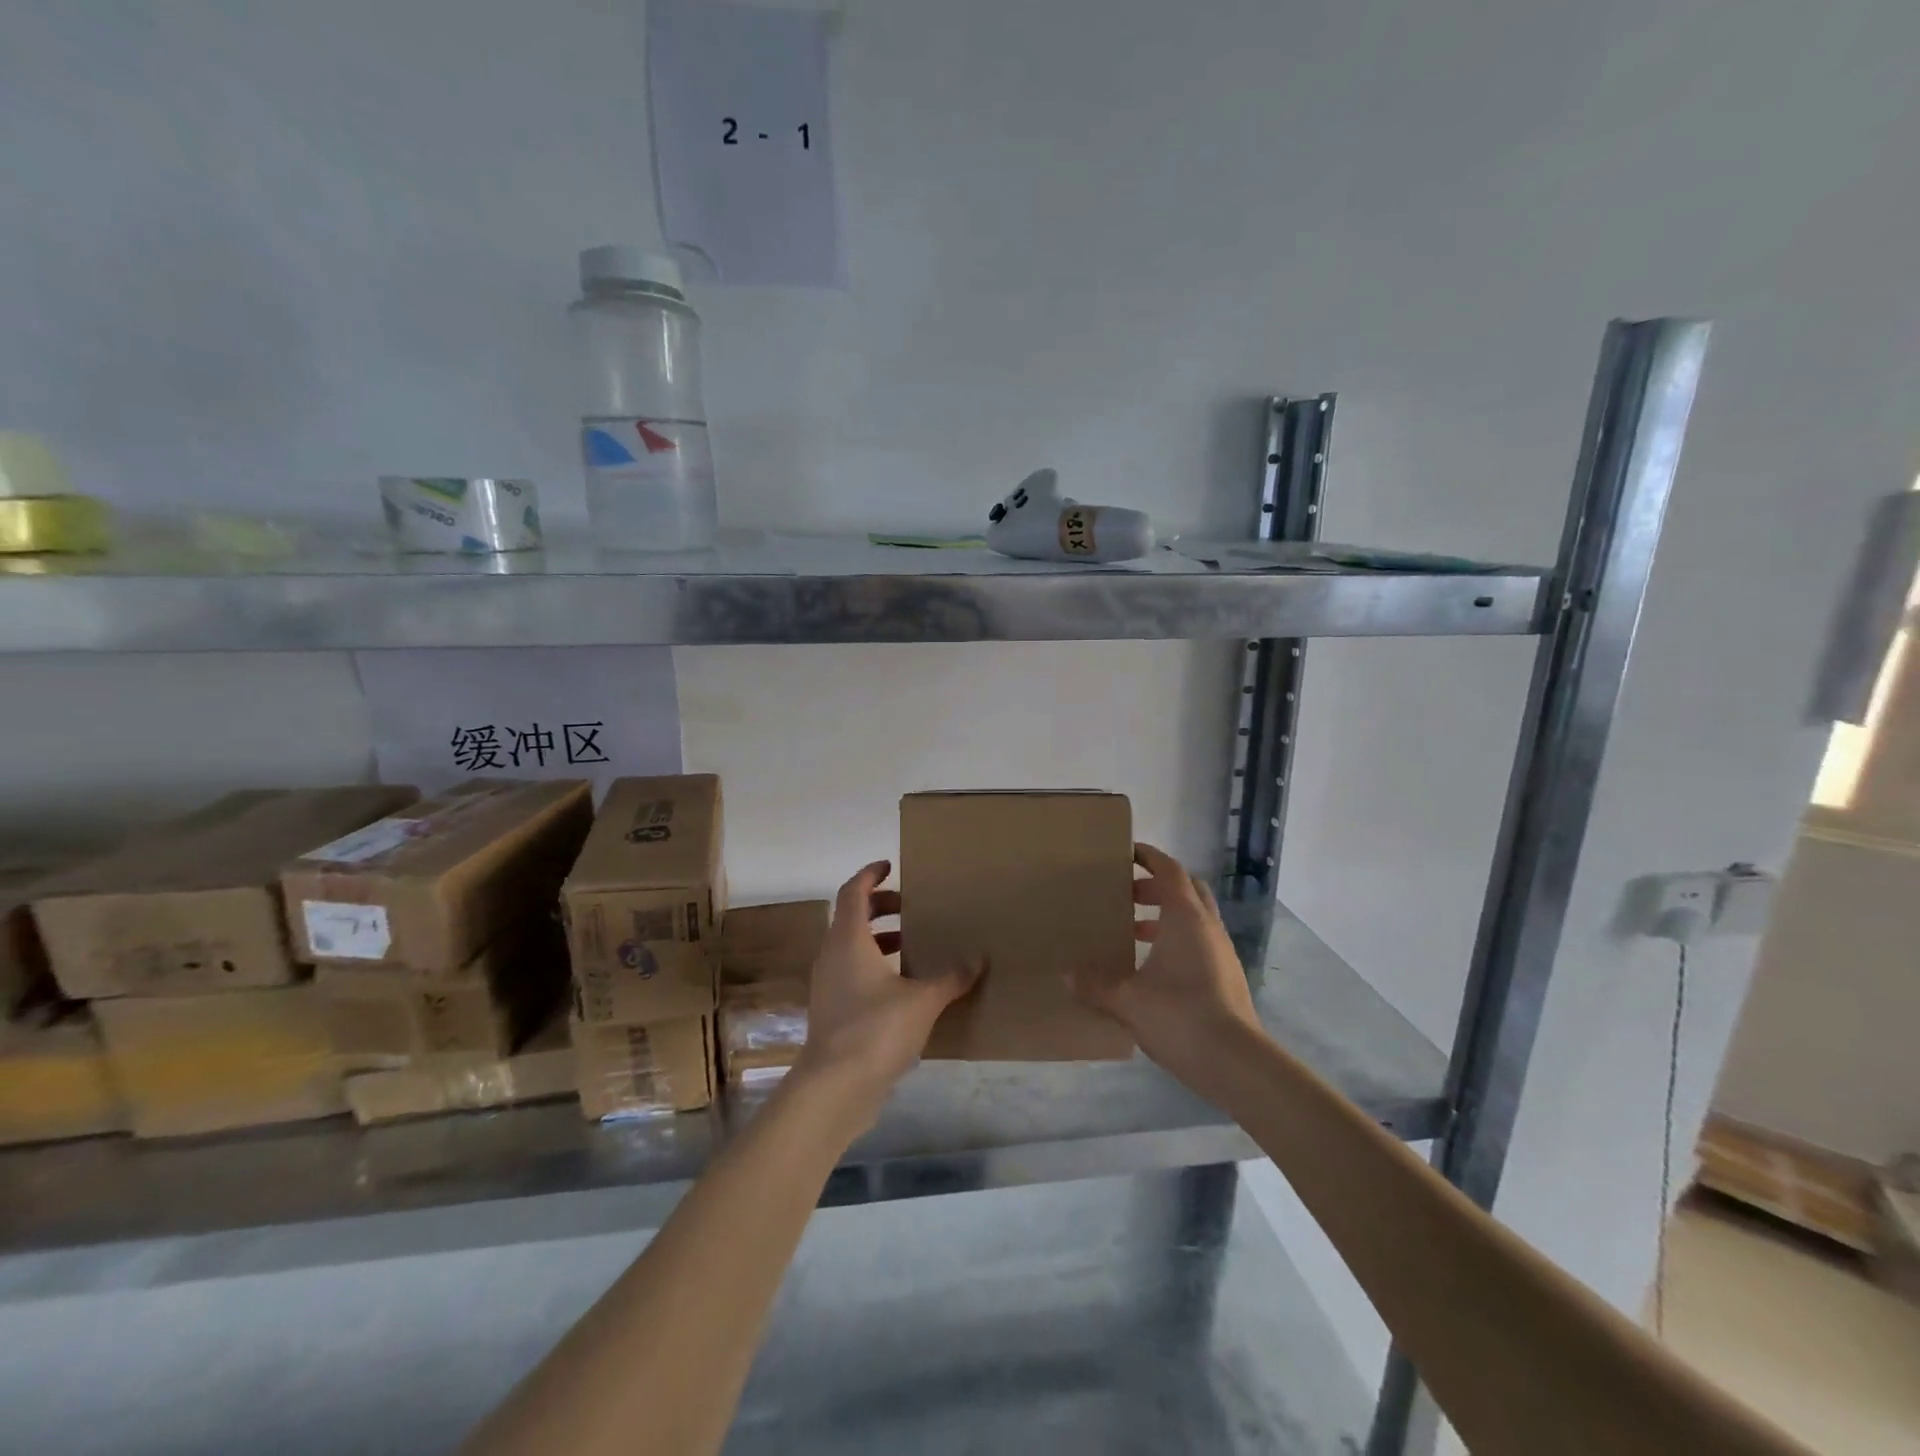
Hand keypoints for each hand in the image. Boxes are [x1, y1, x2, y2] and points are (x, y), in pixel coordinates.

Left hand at [790, 860, 983, 1128]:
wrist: (834, 1088)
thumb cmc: (876, 1029)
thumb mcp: (922, 1000)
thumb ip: (950, 976)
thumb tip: (977, 958)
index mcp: (848, 940)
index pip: (853, 892)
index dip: (870, 875)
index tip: (890, 867)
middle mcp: (832, 956)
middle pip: (851, 917)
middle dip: (880, 908)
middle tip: (910, 909)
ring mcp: (828, 985)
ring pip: (851, 948)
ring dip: (879, 940)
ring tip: (913, 946)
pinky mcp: (832, 1012)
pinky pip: (852, 974)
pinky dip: (875, 968)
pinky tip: (904, 987)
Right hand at [1067, 842, 1259, 1080]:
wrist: (1236, 1062)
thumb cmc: (1180, 1016)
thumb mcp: (1127, 1000)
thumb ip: (1094, 985)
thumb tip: (1066, 975)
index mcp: (1185, 918)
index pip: (1169, 870)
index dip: (1149, 857)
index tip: (1127, 852)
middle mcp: (1207, 926)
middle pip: (1186, 889)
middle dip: (1156, 886)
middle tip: (1126, 895)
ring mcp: (1222, 952)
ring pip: (1194, 917)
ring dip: (1166, 916)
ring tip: (1133, 932)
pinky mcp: (1227, 977)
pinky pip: (1200, 942)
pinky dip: (1177, 941)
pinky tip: (1154, 968)